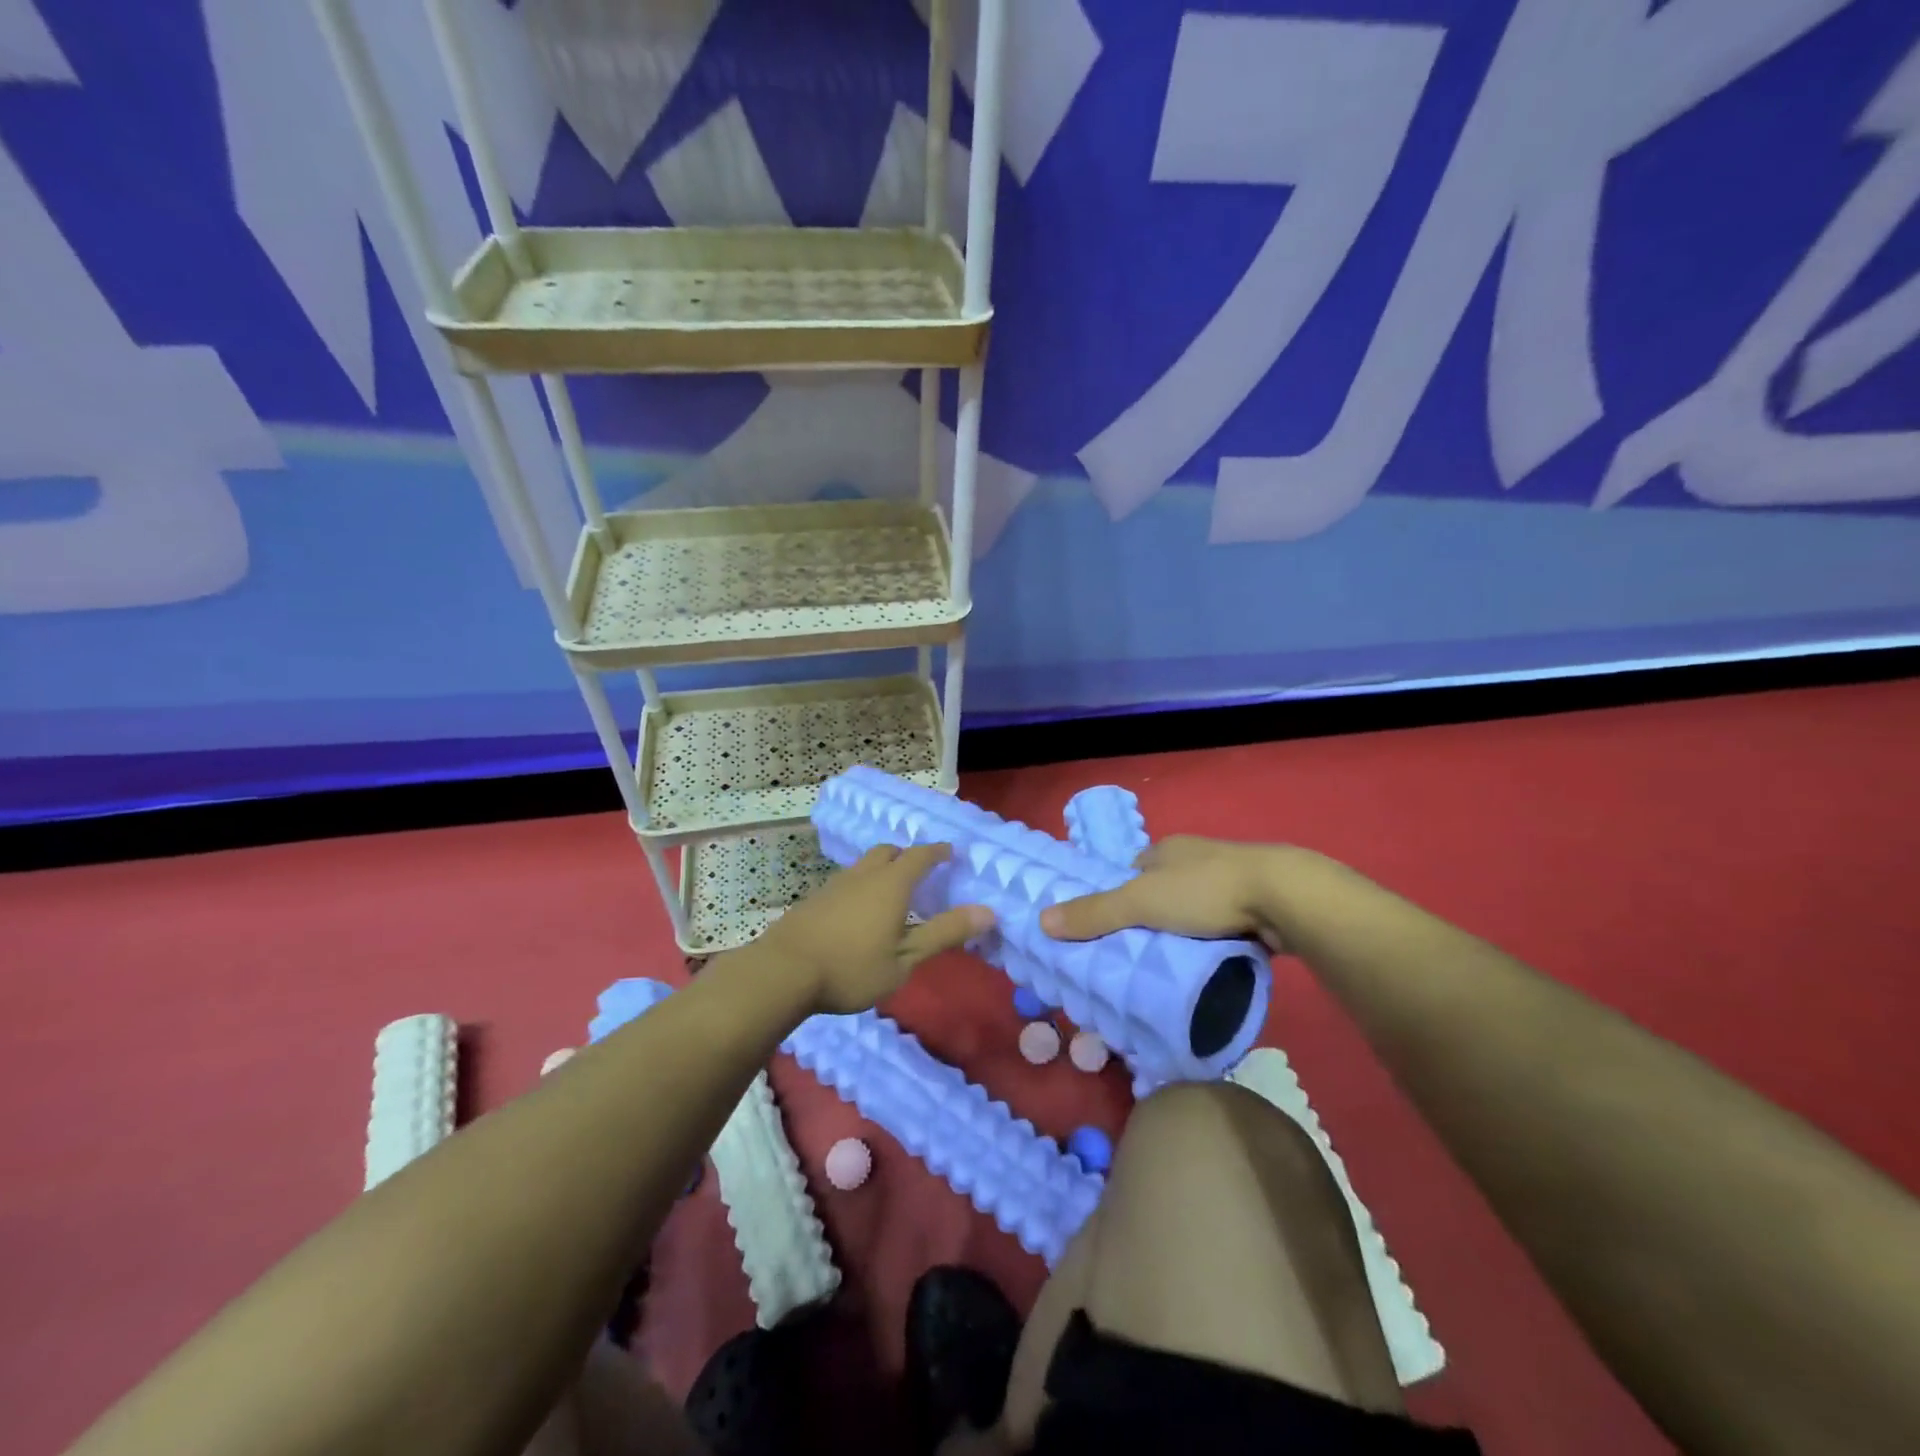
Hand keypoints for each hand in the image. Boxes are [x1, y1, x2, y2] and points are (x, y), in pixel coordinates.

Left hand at [755, 844, 993, 1014]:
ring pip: (864, 865)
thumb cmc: (852, 968)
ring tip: (890, 891)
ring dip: (882, 869)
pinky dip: (861, 886)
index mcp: (891, 884)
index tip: (950, 851)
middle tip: (920, 869)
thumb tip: (987, 911)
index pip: (919, 855)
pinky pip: (846, 882)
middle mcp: (863, 875)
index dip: (937, 851)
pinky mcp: (814, 900)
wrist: (783, 972)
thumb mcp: (905, 959)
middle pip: (888, 851)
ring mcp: (835, 885)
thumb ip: (944, 933)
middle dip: (907, 855)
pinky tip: (858, 911)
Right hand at [1040, 836, 1292, 951]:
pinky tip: (1212, 962)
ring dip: (1188, 930)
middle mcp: (1198, 858)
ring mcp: (1232, 880)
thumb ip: (1095, 913)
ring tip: (1173, 964)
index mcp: (1168, 849)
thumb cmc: (1205, 890)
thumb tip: (1042, 921)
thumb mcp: (1141, 902)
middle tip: (1140, 953)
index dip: (1121, 896)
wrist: (1285, 897)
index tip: (1113, 927)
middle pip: (1165, 889)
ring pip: (1197, 908)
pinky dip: (1217, 940)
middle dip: (1155, 916)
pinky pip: (1226, 924)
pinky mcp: (1259, 904)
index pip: (1134, 870)